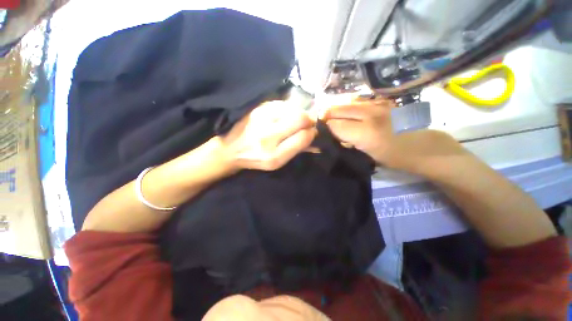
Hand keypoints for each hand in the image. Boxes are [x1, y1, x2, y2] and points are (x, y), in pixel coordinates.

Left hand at [221, 101, 316, 170]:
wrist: (232, 149)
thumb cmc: (257, 158)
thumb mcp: (278, 162)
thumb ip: (297, 150)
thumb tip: (315, 137)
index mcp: (274, 155)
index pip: (303, 137)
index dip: (312, 132)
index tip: (312, 131)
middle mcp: (267, 136)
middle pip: (300, 118)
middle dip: (309, 119)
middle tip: (307, 122)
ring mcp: (261, 119)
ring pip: (292, 108)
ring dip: (299, 112)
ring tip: (295, 119)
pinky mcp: (257, 109)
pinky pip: (281, 103)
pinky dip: (288, 108)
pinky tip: (285, 114)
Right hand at [322, 97, 395, 164]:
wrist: (424, 147)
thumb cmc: (395, 157)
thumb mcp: (367, 154)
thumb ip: (348, 141)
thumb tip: (335, 133)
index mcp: (365, 133)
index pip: (334, 125)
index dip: (326, 128)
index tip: (322, 132)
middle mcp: (370, 115)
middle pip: (339, 109)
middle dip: (328, 115)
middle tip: (323, 121)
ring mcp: (378, 105)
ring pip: (348, 102)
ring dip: (338, 109)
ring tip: (334, 116)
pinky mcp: (384, 102)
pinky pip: (360, 101)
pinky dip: (351, 106)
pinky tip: (350, 112)